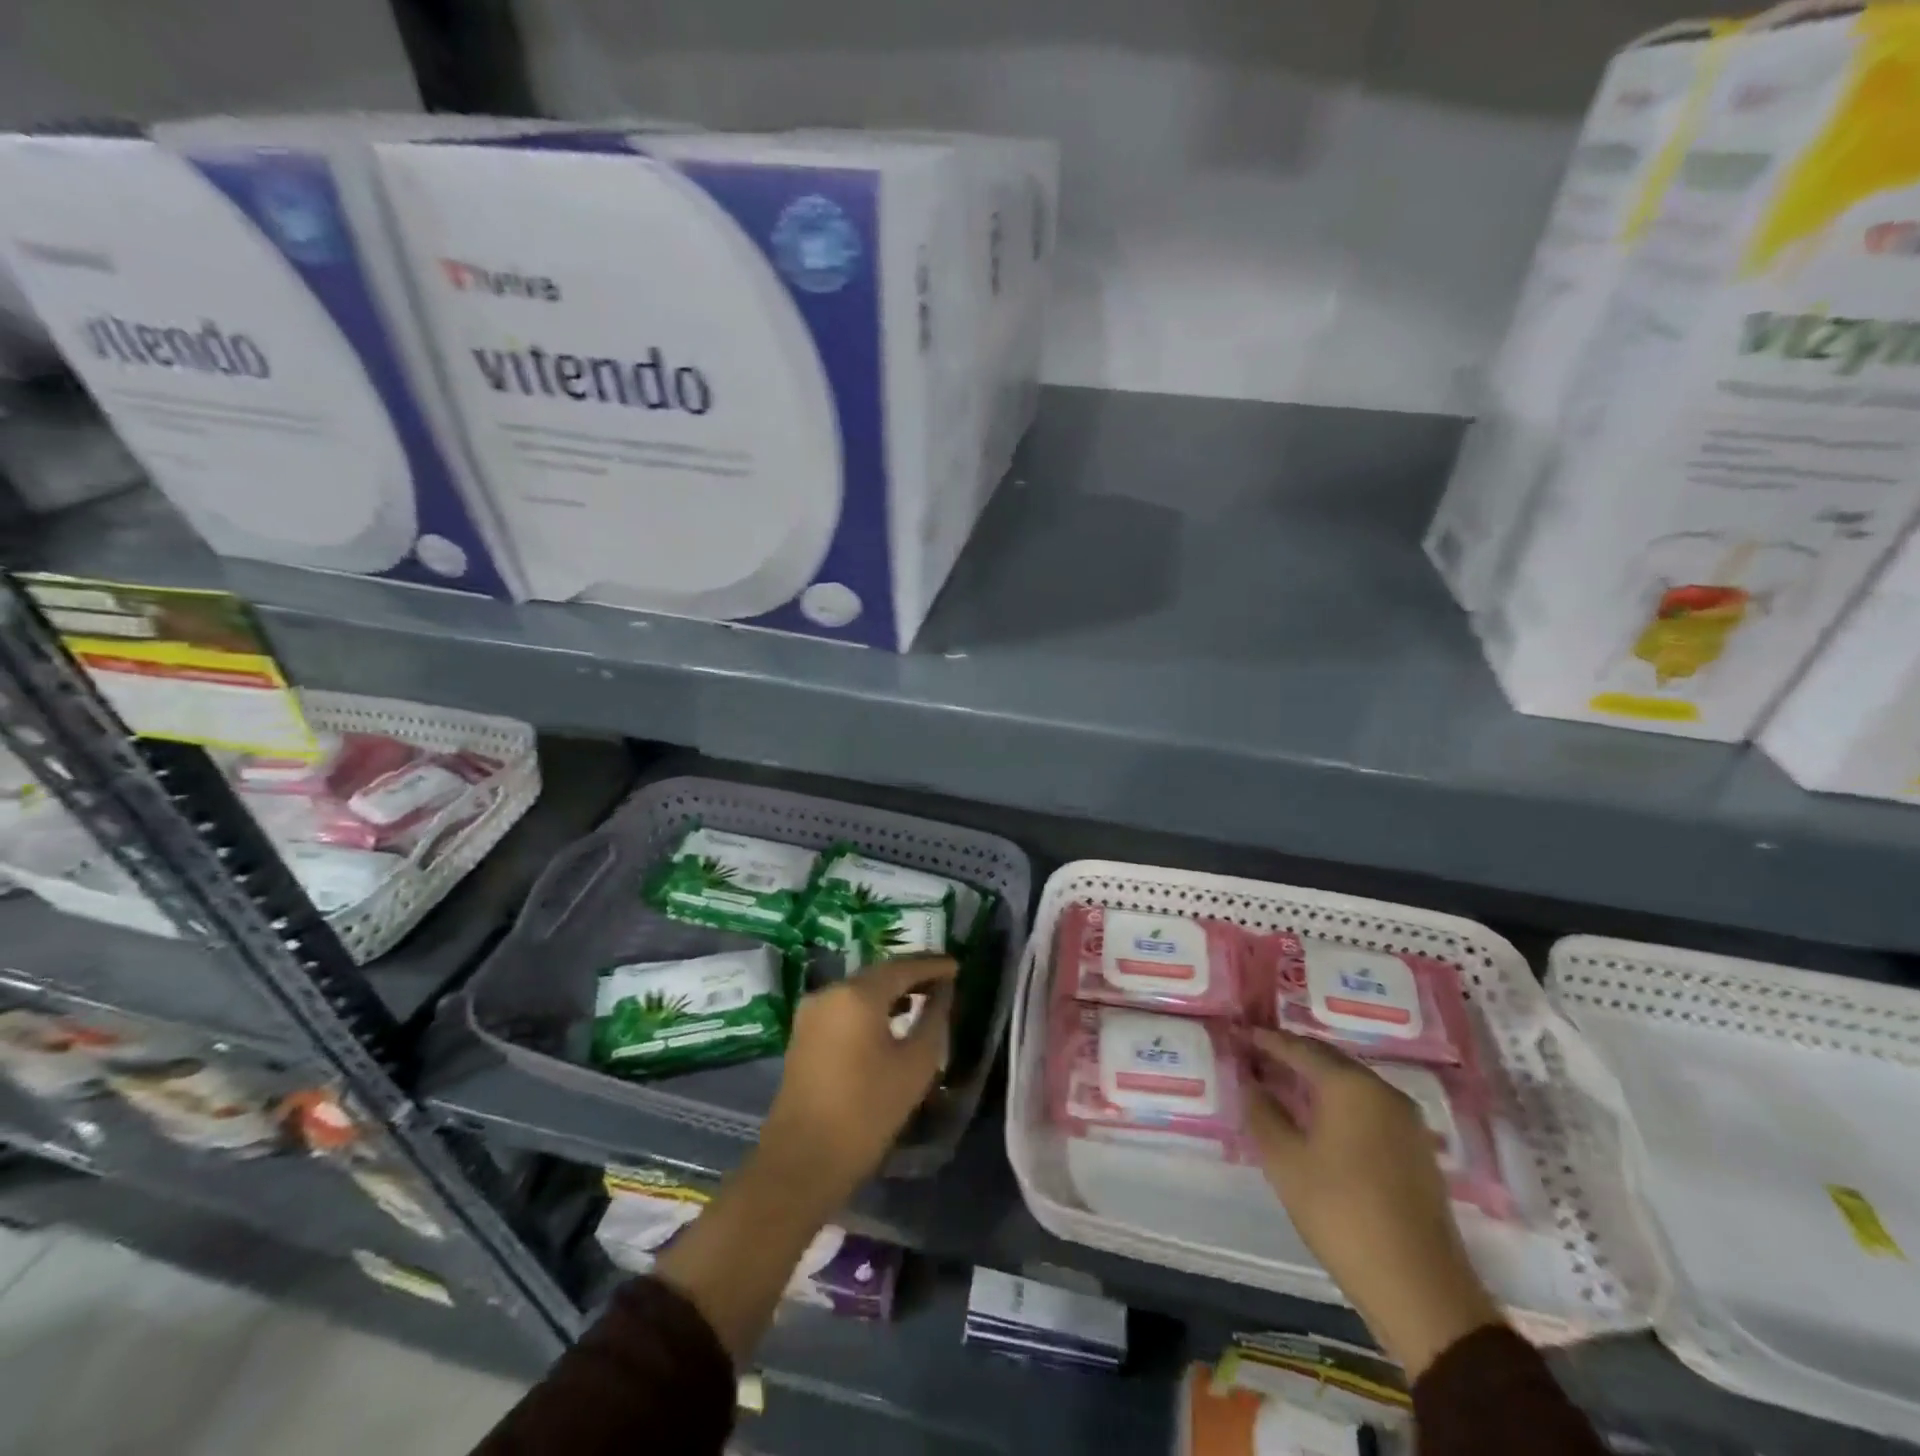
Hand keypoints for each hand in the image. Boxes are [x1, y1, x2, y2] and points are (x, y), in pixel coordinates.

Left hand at [758, 954, 958, 1209]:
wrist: (803, 1159)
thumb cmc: (867, 1111)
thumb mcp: (915, 1065)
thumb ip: (934, 1019)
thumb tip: (943, 992)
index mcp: (858, 994)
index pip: (903, 967)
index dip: (932, 965)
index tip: (957, 966)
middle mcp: (831, 991)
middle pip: (879, 973)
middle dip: (911, 975)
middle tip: (943, 981)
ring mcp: (812, 1011)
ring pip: (860, 989)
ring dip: (891, 991)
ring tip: (922, 1000)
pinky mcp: (804, 1032)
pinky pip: (845, 1006)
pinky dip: (870, 1006)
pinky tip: (890, 1020)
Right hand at [1246, 1028, 1502, 1377]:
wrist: (1421, 1290)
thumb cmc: (1342, 1214)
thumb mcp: (1285, 1162)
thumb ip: (1262, 1113)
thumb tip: (1250, 1083)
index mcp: (1351, 1086)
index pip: (1300, 1048)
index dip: (1268, 1040)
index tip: (1241, 1034)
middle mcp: (1383, 1092)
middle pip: (1330, 1060)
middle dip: (1293, 1055)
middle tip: (1258, 1056)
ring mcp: (1406, 1121)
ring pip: (1352, 1084)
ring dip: (1317, 1080)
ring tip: (1283, 1084)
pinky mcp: (1416, 1150)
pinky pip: (1368, 1107)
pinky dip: (1339, 1103)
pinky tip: (1319, 1118)